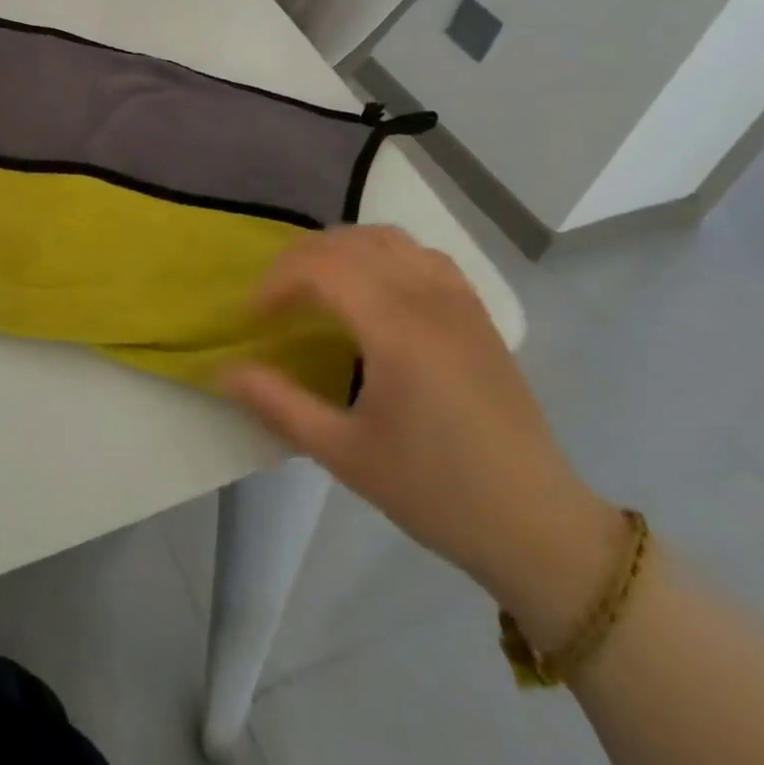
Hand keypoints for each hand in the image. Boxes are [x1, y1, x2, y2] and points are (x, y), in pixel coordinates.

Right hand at [222, 226, 622, 615]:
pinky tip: (374, 287)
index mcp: (396, 328)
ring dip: (340, 249)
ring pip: (385, 238)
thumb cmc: (436, 492)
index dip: (276, 282)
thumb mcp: (345, 455)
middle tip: (275, 300)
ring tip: (317, 285)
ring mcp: (458, 299)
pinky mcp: (476, 310)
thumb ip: (279, 404)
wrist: (539, 526)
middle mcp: (427, 297)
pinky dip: (382, 252)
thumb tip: (224, 370)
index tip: (255, 318)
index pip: (320, 268)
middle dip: (299, 261)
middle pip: (347, 243)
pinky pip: (420, 252)